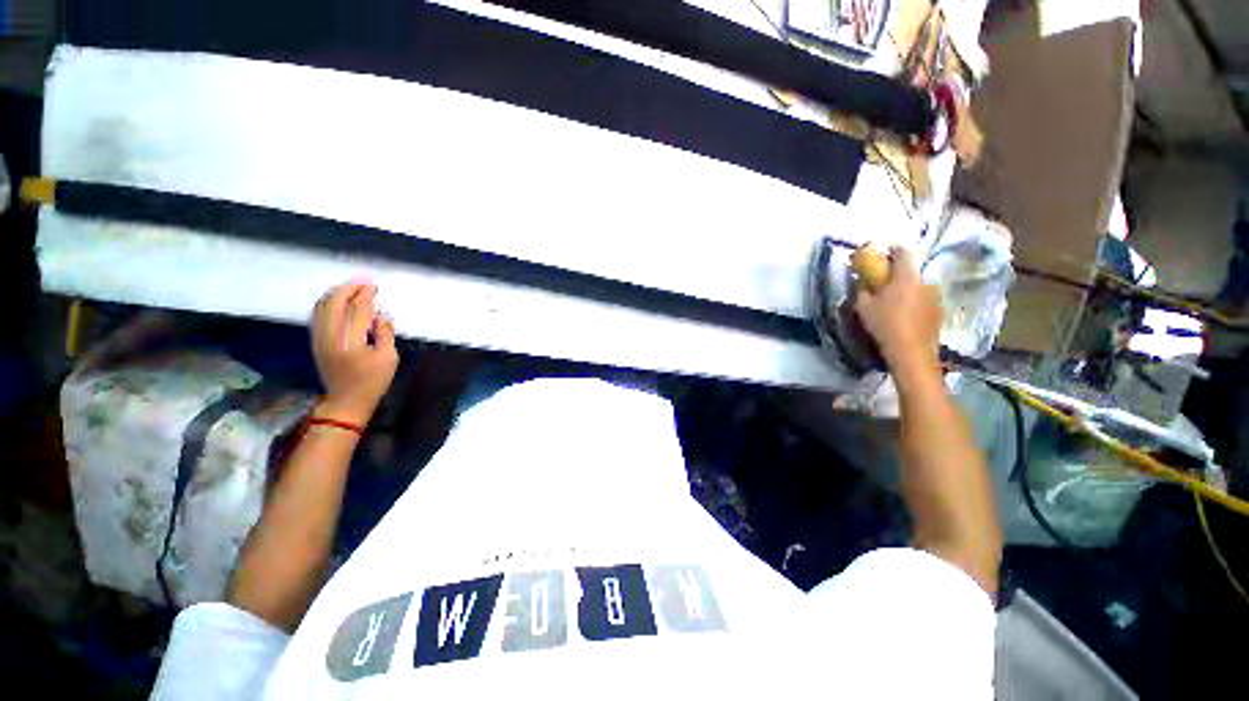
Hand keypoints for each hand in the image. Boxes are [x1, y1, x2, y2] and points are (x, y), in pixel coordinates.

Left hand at [310, 282, 398, 424]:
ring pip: (321, 307)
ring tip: (352, 289)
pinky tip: (339, 302)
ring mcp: (319, 338)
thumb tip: (380, 314)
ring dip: (336, 294)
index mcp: (351, 342)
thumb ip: (385, 333)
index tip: (373, 285)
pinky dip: (328, 303)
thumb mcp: (389, 358)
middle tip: (363, 283)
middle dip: (348, 289)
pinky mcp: (316, 341)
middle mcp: (331, 337)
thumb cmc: (373, 381)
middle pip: (334, 303)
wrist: (347, 401)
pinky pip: (318, 315)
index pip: (357, 310)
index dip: (365, 295)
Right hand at [854, 246, 941, 378]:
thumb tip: (861, 281)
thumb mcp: (863, 306)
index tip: (881, 255)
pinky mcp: (938, 310)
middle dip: (896, 274)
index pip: (902, 251)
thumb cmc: (884, 324)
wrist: (911, 351)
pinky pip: (923, 299)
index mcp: (905, 276)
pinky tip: (904, 315)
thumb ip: (861, 289)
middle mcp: (924, 280)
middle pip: (909, 270)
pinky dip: (913, 302)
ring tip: (892, 303)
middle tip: (881, 284)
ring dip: (905, 289)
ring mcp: (934, 295)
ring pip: (917, 285)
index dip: (891, 250)